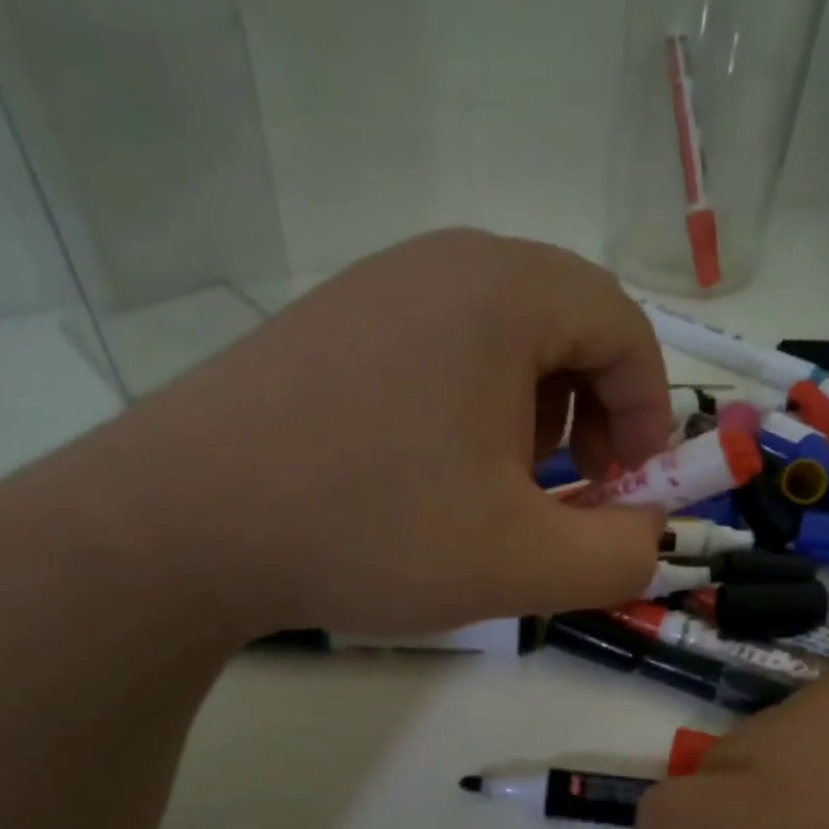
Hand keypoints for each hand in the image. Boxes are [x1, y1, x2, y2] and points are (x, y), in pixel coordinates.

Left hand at [48, 230, 673, 640]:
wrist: (177, 527)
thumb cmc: (370, 531)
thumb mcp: (523, 564)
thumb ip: (620, 556)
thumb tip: (650, 537)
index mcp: (504, 294)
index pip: (624, 327)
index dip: (647, 412)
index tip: (627, 488)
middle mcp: (444, 264)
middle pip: (567, 323)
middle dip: (592, 411)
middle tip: (567, 486)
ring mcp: (377, 286)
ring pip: (503, 336)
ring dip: (532, 410)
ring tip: (496, 485)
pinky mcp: (331, 323)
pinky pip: (440, 346)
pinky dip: (469, 404)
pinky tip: (429, 470)